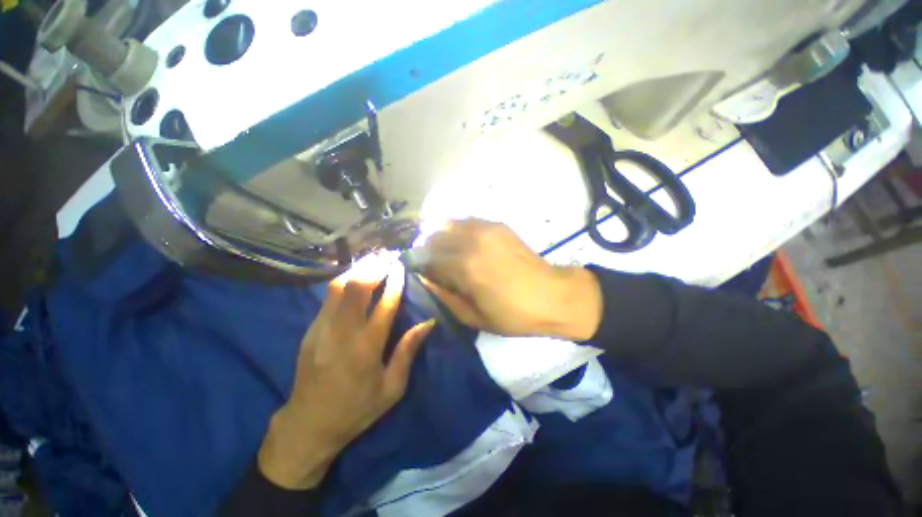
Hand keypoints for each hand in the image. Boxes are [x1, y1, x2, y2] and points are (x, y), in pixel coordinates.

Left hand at [258, 256, 435, 489]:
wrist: (308, 424)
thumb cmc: (357, 408)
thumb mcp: (392, 388)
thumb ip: (408, 351)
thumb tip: (428, 323)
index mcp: (367, 347)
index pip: (385, 304)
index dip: (395, 282)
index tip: (401, 267)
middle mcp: (343, 331)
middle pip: (358, 288)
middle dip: (374, 268)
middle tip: (388, 257)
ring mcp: (323, 328)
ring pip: (339, 287)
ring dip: (358, 270)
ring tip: (373, 261)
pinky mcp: (311, 329)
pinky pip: (328, 296)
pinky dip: (344, 281)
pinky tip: (354, 277)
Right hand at [419, 219, 602, 339]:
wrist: (552, 295)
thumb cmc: (512, 314)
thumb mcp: (473, 317)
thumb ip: (444, 295)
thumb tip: (425, 278)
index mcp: (463, 267)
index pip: (424, 257)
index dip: (416, 263)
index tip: (416, 271)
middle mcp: (470, 241)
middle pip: (432, 236)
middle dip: (424, 248)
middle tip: (428, 262)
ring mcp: (485, 228)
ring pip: (447, 223)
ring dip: (439, 236)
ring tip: (443, 251)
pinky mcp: (496, 224)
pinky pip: (466, 221)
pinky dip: (456, 230)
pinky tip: (462, 243)